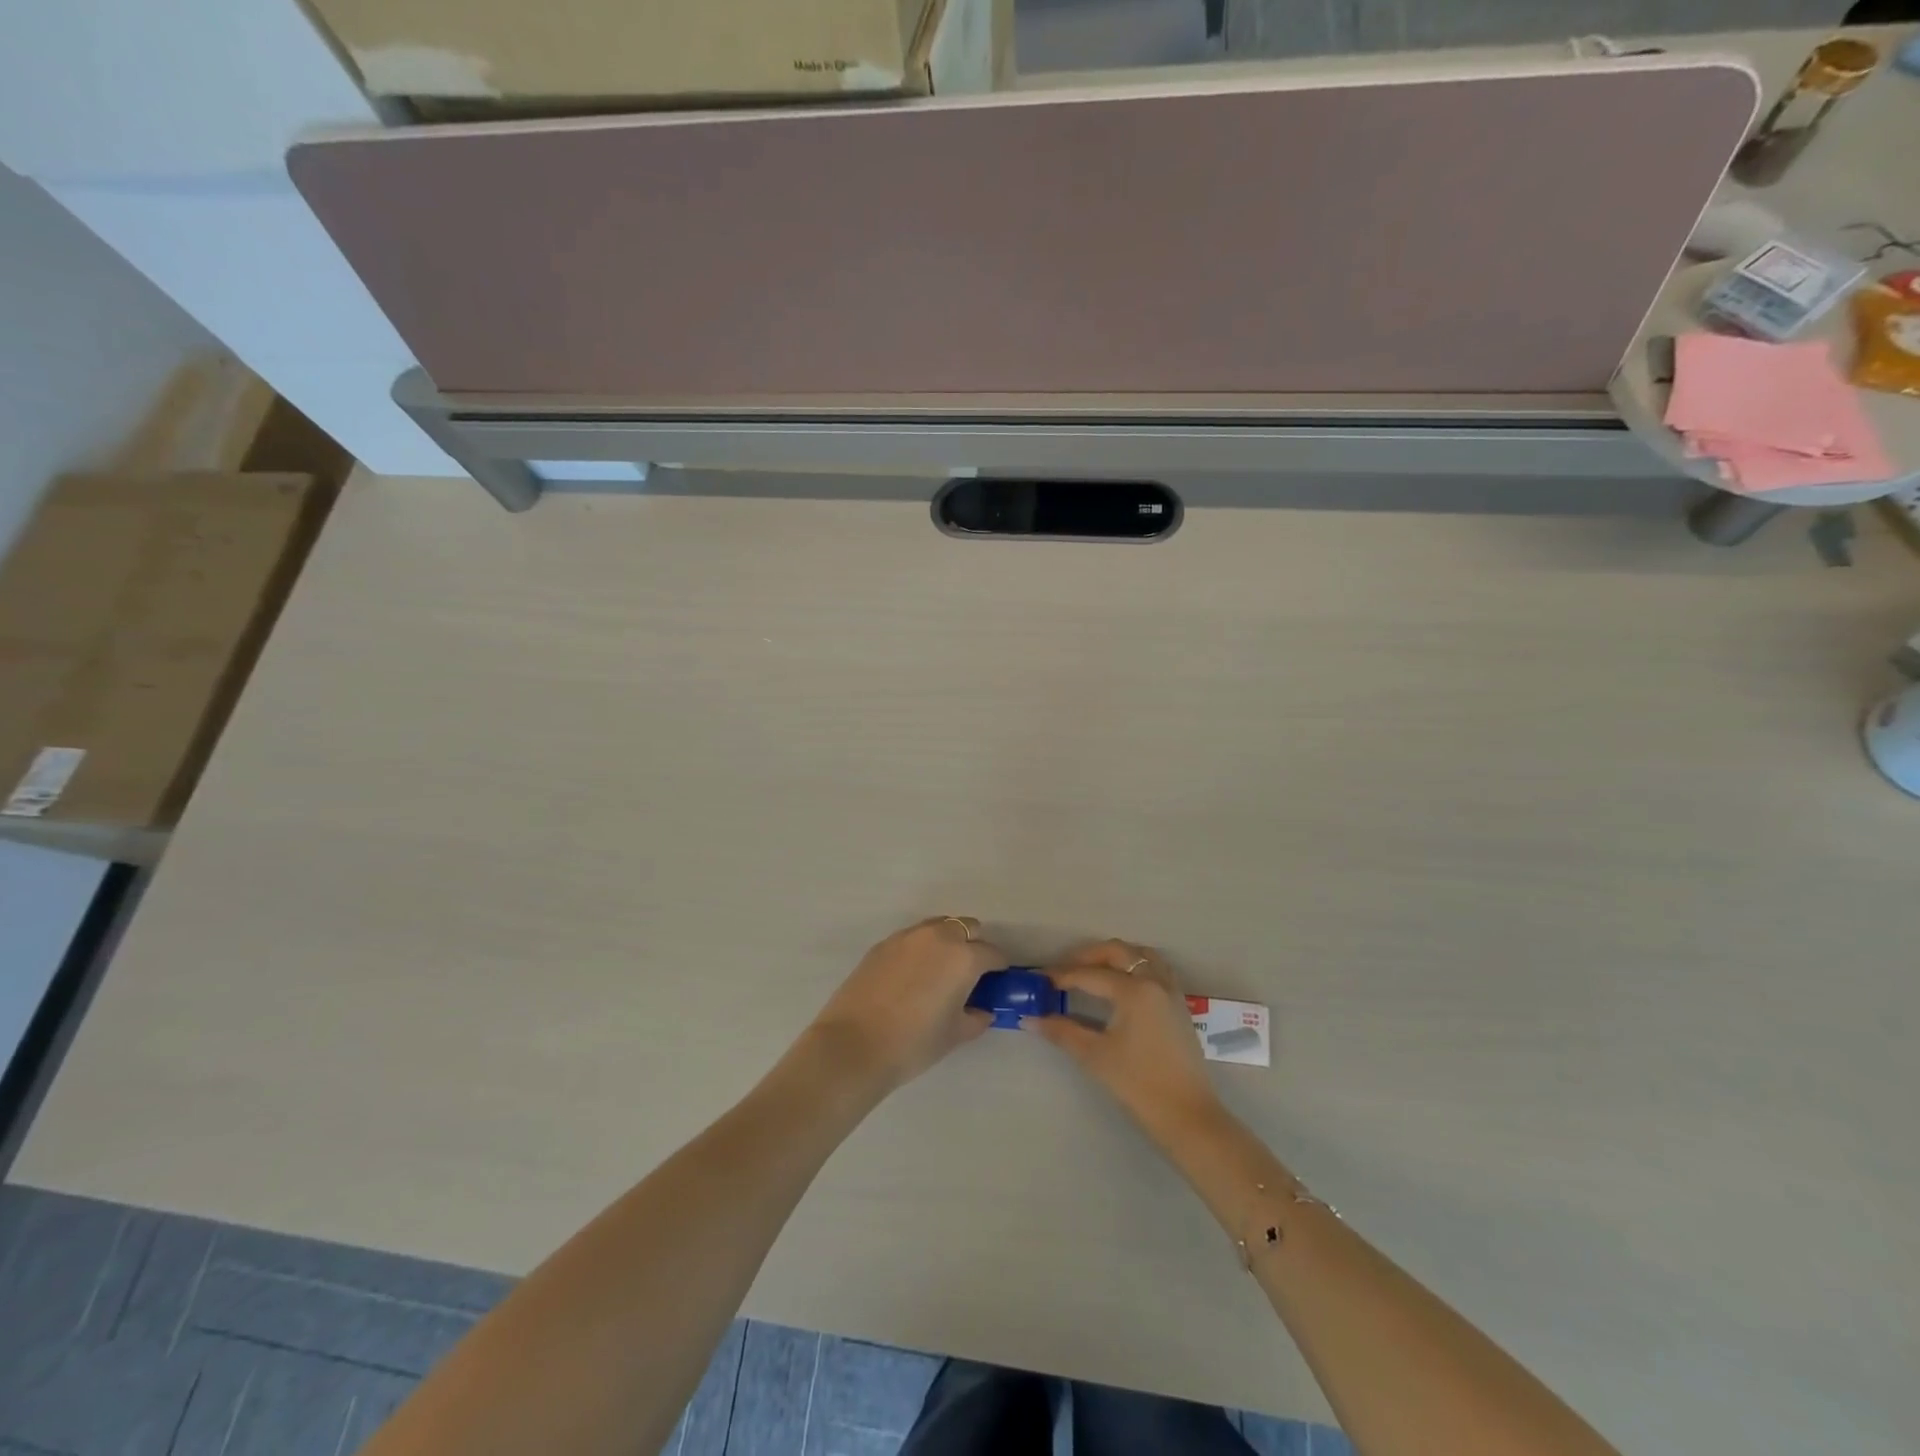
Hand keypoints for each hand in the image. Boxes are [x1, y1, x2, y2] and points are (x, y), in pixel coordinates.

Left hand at [808, 917, 1000, 1092]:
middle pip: (967, 928)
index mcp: (964, 957)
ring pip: (938, 926)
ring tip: (939, 971)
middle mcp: (939, 936)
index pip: (993, 954)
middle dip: (974, 946)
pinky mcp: (883, 943)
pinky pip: (912, 937)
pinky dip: (920, 948)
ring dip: (947, 941)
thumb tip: (983, 1011)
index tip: (995, 983)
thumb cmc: (914, 1043)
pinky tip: (911, 976)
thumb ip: (976, 1018)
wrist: (854, 1045)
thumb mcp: (955, 1035)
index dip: (998, 969)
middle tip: (968, 975)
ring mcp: (907, 936)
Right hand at [1025, 940, 1223, 1144]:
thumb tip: (1031, 1018)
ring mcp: (1171, 991)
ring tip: (1093, 972)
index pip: (1090, 975)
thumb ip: (1062, 1032)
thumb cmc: (1138, 1084)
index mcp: (1134, 991)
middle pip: (1118, 952)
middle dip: (1088, 956)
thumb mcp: (1095, 1056)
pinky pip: (1156, 968)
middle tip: (1064, 971)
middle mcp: (1154, 981)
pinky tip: (1122, 985)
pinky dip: (1136, 966)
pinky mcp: (1179, 1004)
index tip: (1040, 979)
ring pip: (1141, 955)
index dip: (1062, 975)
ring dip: (1115, 957)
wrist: (1187, 1115)